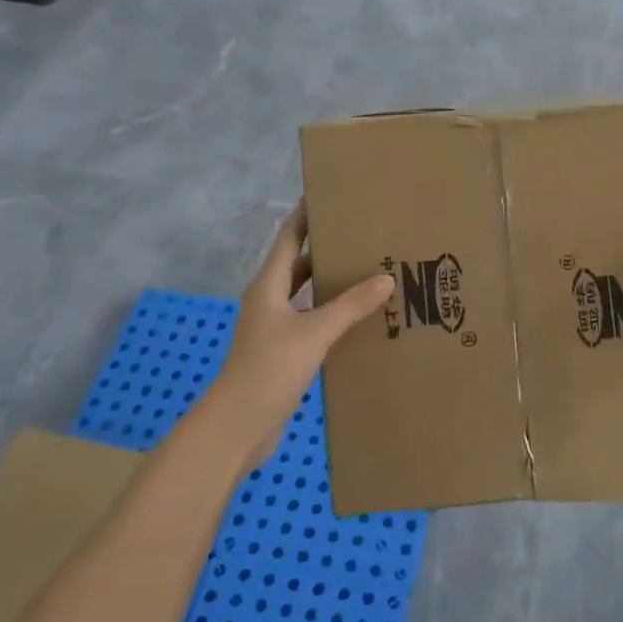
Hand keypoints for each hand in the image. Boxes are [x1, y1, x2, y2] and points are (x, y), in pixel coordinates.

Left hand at [200, 203, 393, 474]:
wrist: (237, 427)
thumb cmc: (269, 369)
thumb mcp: (314, 333)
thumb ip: (350, 305)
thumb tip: (385, 278)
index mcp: (268, 286)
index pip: (288, 238)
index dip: (305, 215)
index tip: (328, 194)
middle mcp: (269, 300)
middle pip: (298, 263)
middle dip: (325, 246)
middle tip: (361, 233)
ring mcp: (274, 327)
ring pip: (305, 292)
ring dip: (330, 280)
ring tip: (367, 268)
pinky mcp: (282, 351)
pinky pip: (311, 318)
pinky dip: (331, 310)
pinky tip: (357, 314)